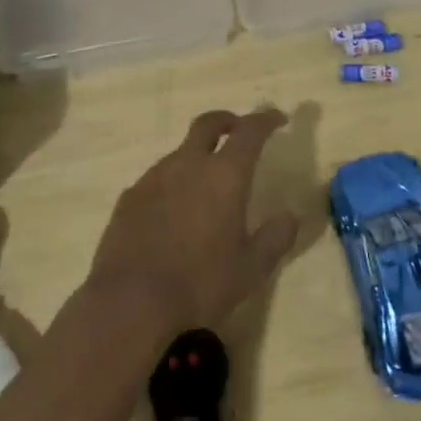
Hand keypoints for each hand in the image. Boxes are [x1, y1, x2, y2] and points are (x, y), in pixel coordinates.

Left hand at [87, 109, 301, 336]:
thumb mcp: (250, 269)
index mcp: (224, 175)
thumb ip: (275, 238)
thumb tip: (291, 215)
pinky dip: (172, 183)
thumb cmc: (199, 284)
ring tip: (205, 185)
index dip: (265, 119)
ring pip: (181, 152)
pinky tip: (173, 213)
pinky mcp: (130, 196)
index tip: (278, 119)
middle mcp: (188, 164)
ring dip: (197, 156)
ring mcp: (154, 177)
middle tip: (238, 131)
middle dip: (227, 121)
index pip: (249, 131)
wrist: (129, 301)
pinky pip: (157, 178)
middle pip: (208, 124)